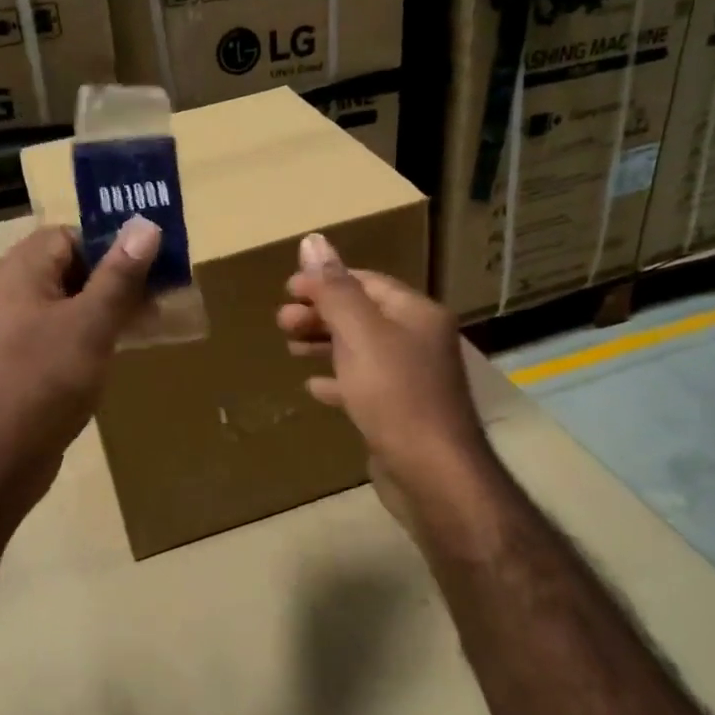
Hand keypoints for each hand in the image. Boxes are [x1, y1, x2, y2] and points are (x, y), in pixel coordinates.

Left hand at [0, 217, 159, 511]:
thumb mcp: (90, 324)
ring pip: (69, 303)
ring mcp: (13, 331)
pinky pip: (61, 333)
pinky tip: (120, 350)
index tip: (149, 263)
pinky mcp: (22, 362)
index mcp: (16, 273)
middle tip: (159, 293)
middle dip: (116, 278)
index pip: (66, 236)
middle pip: (69, 268)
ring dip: (108, 308)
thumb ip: (119, 275)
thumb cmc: (44, 381)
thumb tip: (146, 225)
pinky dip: (91, 334)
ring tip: (150, 321)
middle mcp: (9, 295)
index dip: (109, 244)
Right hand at [277, 233, 492, 519]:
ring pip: (361, 349)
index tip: (288, 289)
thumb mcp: (360, 334)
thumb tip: (312, 240)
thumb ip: (334, 289)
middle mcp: (419, 340)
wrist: (433, 475)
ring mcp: (412, 378)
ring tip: (290, 347)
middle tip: (282, 322)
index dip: (326, 281)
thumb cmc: (395, 395)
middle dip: (320, 313)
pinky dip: (338, 380)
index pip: (366, 282)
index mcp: (416, 313)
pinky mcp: (401, 412)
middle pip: (362, 314)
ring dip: (325, 343)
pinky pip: (364, 385)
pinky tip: (314, 386)